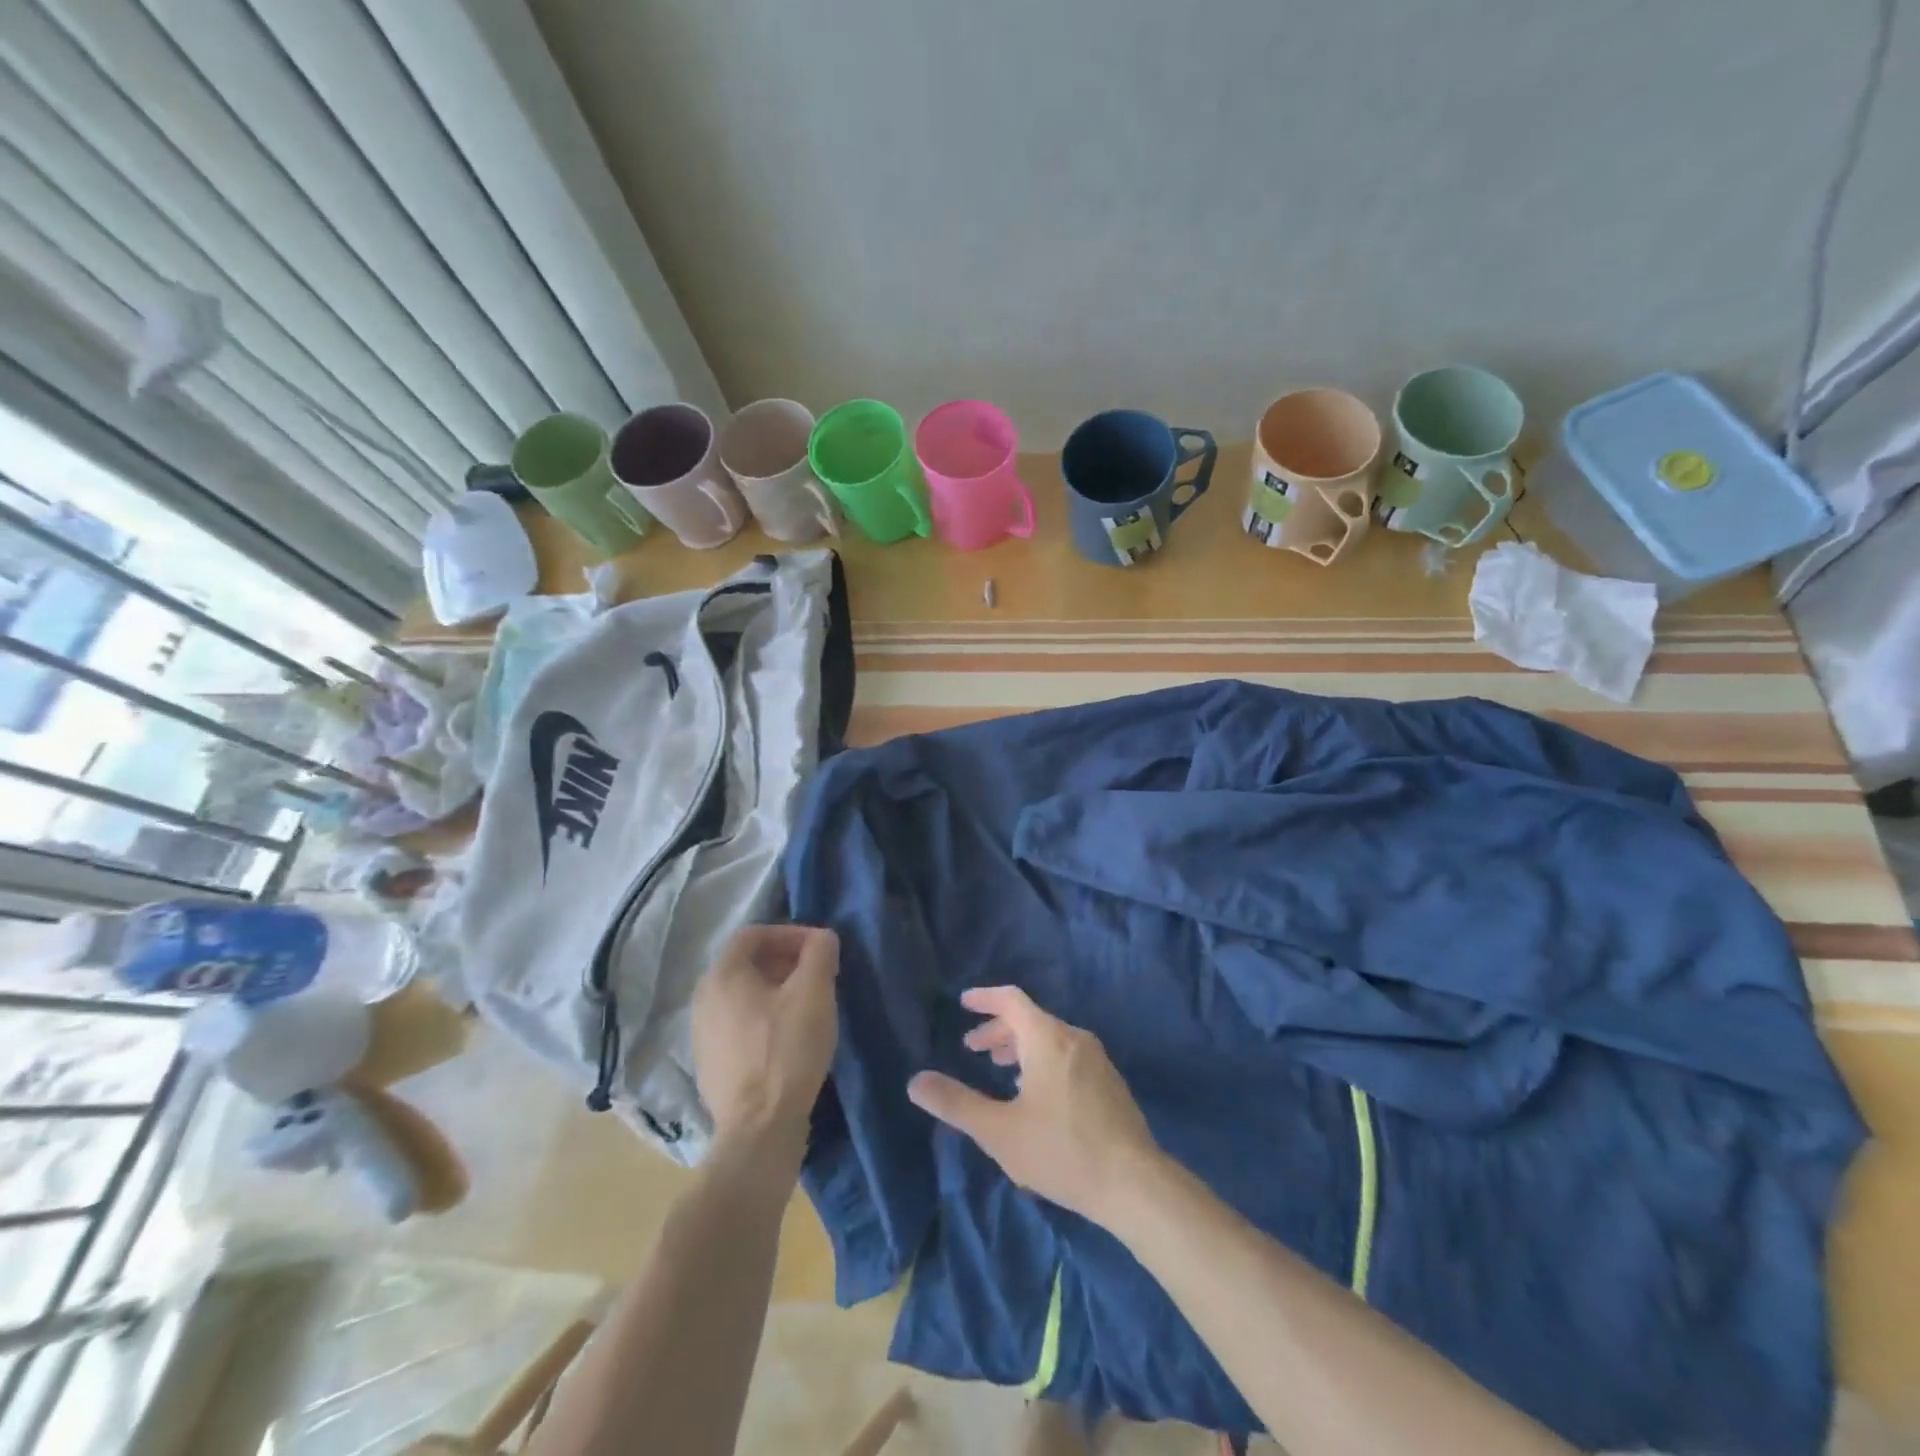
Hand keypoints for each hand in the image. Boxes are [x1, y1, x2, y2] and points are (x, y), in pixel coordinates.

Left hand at [692, 924, 838, 1162]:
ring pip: (743, 996)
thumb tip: (821, 937)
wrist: (759, 1130)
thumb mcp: (814, 992)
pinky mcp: (712, 1066)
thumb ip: (820, 953)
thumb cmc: (787, 1050)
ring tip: (809, 1005)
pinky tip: (790, 1039)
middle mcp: (703, 1000)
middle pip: (746, 964)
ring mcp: (703, 1035)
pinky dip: (765, 1019)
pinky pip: (739, 1025)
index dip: (789, 933)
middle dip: (785, 961)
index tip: (819, 949)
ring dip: (777, 990)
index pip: (753, 934)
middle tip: (818, 975)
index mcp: (722, 975)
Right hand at [907, 986, 1158, 1224]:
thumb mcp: (999, 1131)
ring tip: (1001, 1071)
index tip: (963, 1003)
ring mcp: (1097, 1059)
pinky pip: (1067, 1056)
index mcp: (1047, 1038)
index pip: (1011, 1000)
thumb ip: (956, 1103)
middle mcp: (1074, 1038)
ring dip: (1021, 1047)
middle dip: (998, 1031)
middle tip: (973, 1050)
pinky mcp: (1109, 1082)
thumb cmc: (1062, 1151)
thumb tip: (915, 1081)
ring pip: (1050, 1039)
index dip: (984, 998)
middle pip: (1030, 1020)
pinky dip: (1043, 1061)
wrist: (1134, 1184)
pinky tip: (1037, 1095)